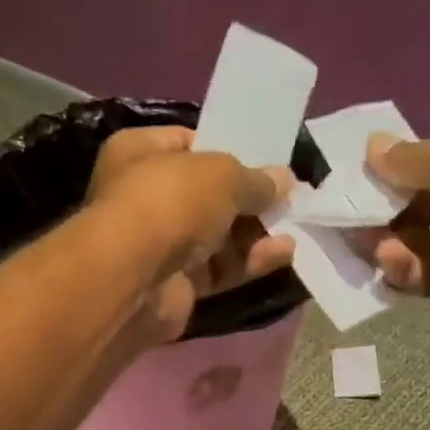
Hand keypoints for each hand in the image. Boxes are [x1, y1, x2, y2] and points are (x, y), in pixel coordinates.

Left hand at [86, 126, 293, 339]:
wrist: (135, 281)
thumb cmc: (170, 203)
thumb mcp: (221, 175)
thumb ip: (255, 179)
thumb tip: (284, 181)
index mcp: (139, 152)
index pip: (188, 144)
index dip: (226, 148)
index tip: (264, 157)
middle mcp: (145, 198)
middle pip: (206, 195)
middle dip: (247, 198)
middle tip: (287, 196)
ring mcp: (160, 246)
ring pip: (216, 237)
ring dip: (254, 233)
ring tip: (294, 225)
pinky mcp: (176, 286)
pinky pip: (219, 270)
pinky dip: (248, 262)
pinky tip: (283, 254)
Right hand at [364, 126, 429, 331]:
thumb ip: (412, 159)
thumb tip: (372, 149)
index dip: (395, 171)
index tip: (355, 178)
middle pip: (419, 208)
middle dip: (382, 211)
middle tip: (343, 215)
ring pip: (415, 245)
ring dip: (386, 242)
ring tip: (359, 241)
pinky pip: (422, 277)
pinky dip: (402, 269)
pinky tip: (388, 261)